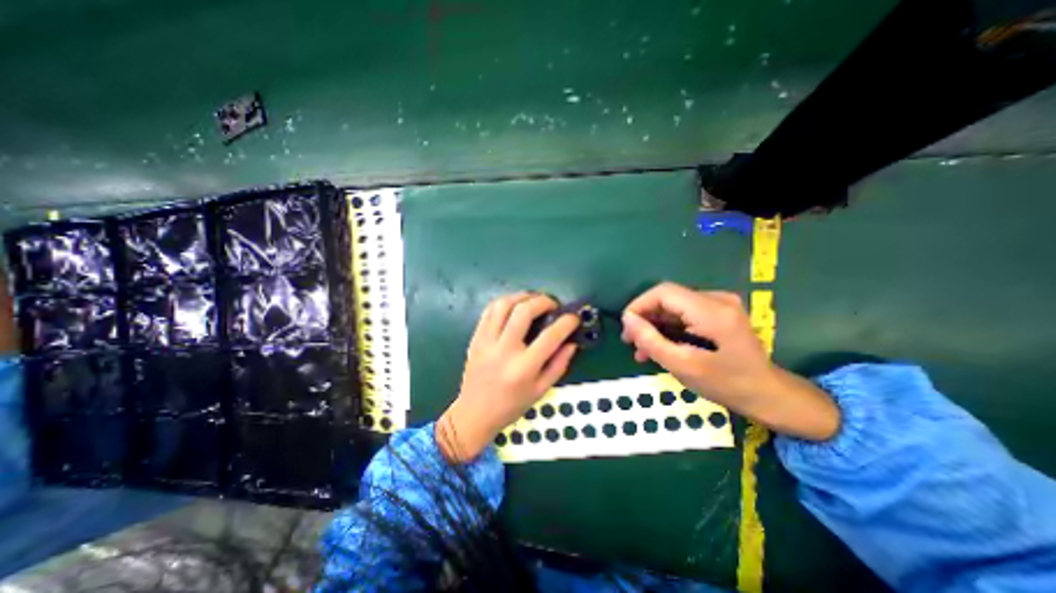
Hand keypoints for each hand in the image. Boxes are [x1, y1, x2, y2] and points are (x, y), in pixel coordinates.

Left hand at [440, 291, 580, 463]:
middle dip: (543, 301)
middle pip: (524, 311)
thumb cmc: (511, 406)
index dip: (566, 322)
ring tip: (533, 300)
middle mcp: (504, 350)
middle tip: (553, 305)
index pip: (550, 336)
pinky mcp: (475, 338)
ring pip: (503, 305)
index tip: (573, 317)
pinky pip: (489, 311)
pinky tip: (514, 306)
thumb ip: (559, 365)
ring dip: (522, 296)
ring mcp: (486, 342)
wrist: (474, 414)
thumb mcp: (541, 391)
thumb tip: (572, 342)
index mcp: (524, 368)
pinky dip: (504, 302)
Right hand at [620, 283, 843, 440]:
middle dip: (645, 318)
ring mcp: (720, 304)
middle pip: (668, 298)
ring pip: (673, 307)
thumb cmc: (726, 384)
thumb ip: (651, 340)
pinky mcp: (719, 312)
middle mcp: (717, 299)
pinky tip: (659, 345)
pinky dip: (668, 327)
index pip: (664, 292)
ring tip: (641, 348)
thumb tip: (627, 319)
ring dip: (655, 325)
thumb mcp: (683, 365)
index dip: (639, 305)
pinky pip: (684, 313)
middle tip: (630, 341)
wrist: (767, 394)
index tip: (626, 327)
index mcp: (712, 311)